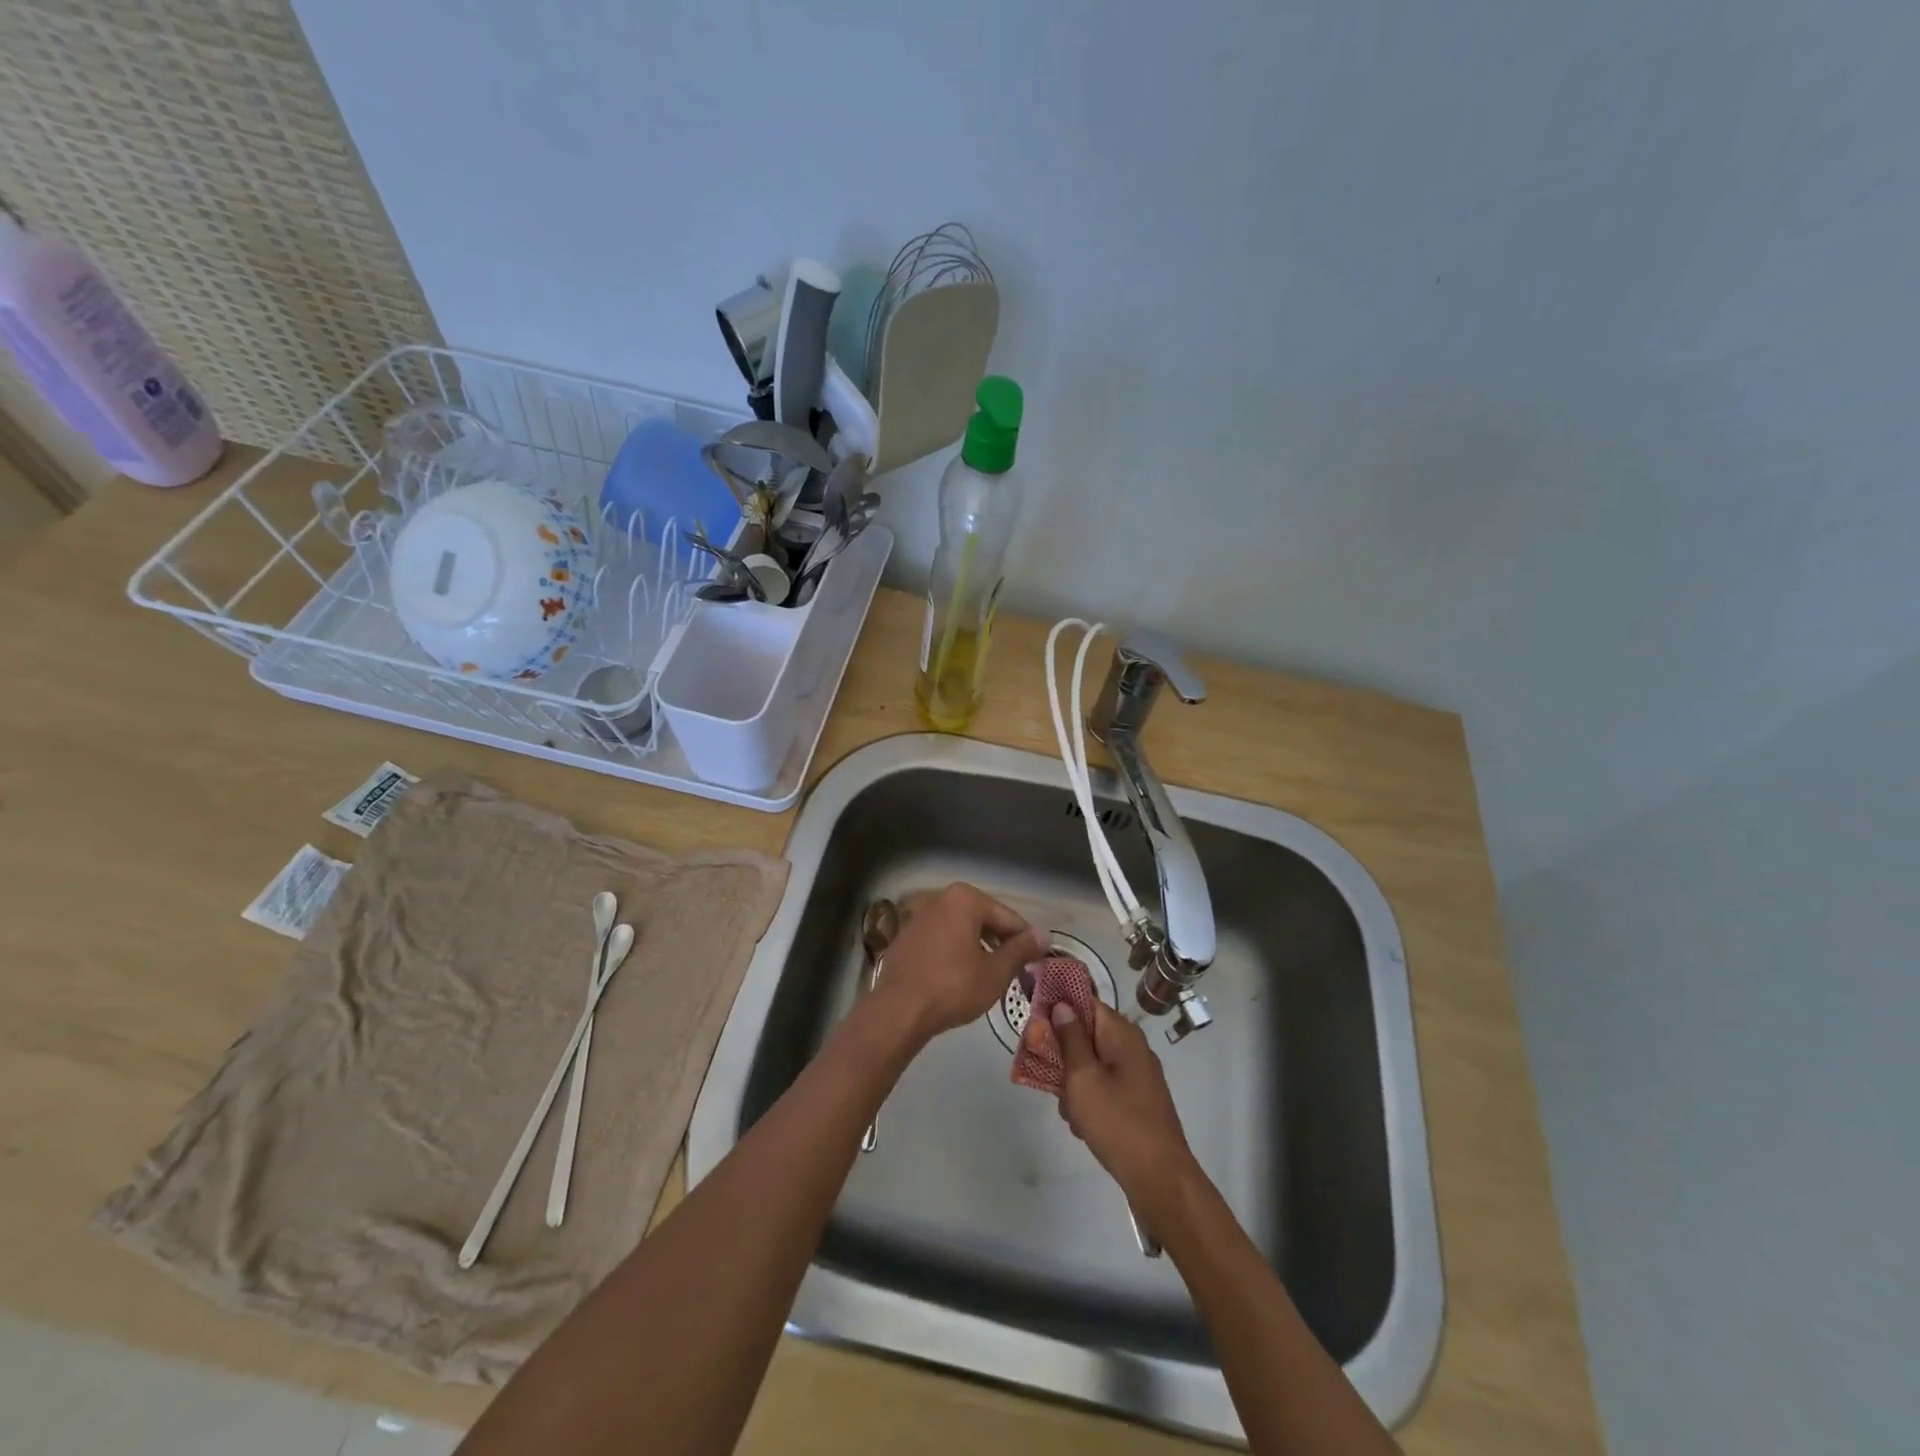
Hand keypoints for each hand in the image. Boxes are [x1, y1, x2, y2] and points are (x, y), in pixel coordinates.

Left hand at [873, 884, 1049, 1045]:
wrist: (898, 1010)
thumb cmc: (952, 987)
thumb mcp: (995, 972)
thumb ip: (1021, 950)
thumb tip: (1044, 935)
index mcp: (965, 899)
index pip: (1008, 918)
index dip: (1026, 941)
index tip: (1037, 962)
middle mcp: (941, 898)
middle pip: (984, 919)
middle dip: (1001, 942)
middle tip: (1016, 971)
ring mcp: (920, 916)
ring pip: (962, 929)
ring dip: (979, 948)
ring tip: (991, 975)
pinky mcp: (907, 936)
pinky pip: (942, 938)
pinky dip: (956, 951)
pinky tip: (961, 976)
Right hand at [1043, 999, 1197, 1215]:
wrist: (1159, 1178)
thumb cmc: (1117, 1121)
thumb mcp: (1083, 1077)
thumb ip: (1069, 1039)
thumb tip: (1062, 1005)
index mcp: (1122, 1033)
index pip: (1086, 1002)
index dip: (1059, 1007)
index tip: (1034, 1021)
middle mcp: (1132, 1047)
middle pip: (1086, 1035)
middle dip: (1064, 1055)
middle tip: (1048, 1077)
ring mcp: (1136, 1076)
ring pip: (1091, 1065)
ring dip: (1074, 1084)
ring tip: (1070, 1111)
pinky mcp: (1136, 1101)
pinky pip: (1103, 1087)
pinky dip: (1089, 1101)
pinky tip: (1083, 1126)